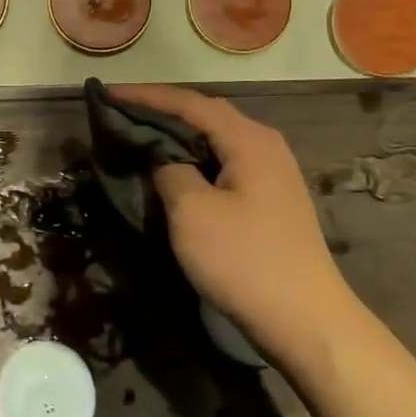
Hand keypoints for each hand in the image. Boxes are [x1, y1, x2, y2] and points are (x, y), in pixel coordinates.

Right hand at [107, 84, 350, 346]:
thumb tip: (163, 158)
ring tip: (141, 137)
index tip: (108, 94)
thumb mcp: (192, 212)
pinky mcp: (271, 201)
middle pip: (206, 115)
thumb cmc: (245, 261)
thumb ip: (170, 171)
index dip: (146, 96)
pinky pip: (225, 164)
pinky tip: (175, 172)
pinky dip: (195, 160)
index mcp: (249, 139)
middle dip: (162, 111)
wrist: (307, 322)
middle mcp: (265, 146)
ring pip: (216, 141)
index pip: (190, 103)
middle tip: (121, 113)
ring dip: (179, 136)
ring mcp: (273, 174)